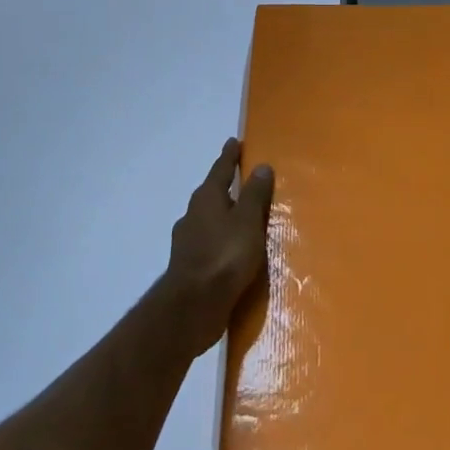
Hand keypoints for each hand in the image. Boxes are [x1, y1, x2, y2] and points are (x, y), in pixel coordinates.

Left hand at [164, 138, 273, 356]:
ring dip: (223, 215)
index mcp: (207, 198)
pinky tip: (231, 250)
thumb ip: (255, 194)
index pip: (220, 169)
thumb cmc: (225, 256)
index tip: (235, 142)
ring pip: (208, 219)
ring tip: (241, 218)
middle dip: (225, 185)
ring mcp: (187, 241)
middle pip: (211, 193)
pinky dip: (220, 239)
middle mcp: (193, 214)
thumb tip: (261, 166)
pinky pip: (209, 242)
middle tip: (241, 179)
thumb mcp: (248, 221)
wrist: (193, 307)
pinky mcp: (189, 266)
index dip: (229, 155)